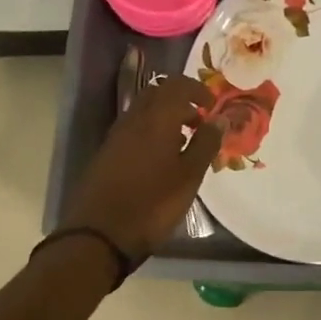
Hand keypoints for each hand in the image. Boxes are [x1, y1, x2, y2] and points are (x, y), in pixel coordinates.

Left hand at [61, 76, 219, 260]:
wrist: (100, 234)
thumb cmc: (153, 204)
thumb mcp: (189, 176)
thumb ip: (206, 144)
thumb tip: (220, 119)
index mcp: (156, 119)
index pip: (177, 86)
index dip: (197, 90)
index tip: (212, 105)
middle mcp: (133, 120)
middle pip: (157, 94)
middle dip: (180, 99)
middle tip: (199, 120)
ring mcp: (116, 136)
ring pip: (143, 111)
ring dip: (165, 116)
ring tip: (184, 140)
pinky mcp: (107, 153)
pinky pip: (133, 128)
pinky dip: (151, 131)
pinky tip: (161, 157)